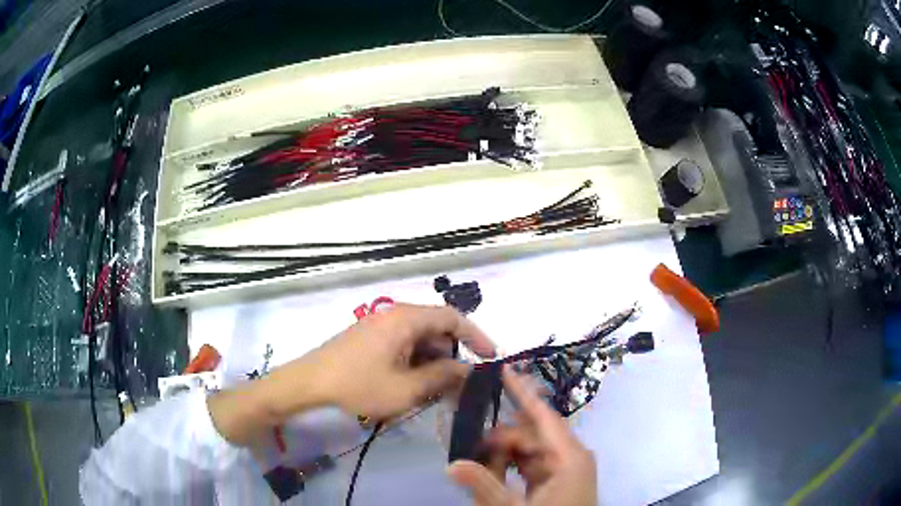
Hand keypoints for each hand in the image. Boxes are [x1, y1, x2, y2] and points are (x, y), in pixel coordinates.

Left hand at [303, 302, 495, 419]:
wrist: (309, 383)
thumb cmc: (359, 385)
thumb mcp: (406, 389)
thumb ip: (442, 377)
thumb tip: (467, 370)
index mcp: (406, 319)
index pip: (453, 318)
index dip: (476, 336)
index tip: (491, 357)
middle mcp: (395, 315)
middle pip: (436, 330)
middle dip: (452, 357)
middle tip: (461, 386)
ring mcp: (380, 326)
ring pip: (419, 340)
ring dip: (433, 363)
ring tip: (436, 392)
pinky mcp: (370, 338)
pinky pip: (403, 345)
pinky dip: (415, 362)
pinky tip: (414, 385)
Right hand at [447, 367, 596, 505]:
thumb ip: (484, 486)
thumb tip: (451, 464)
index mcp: (570, 456)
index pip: (544, 415)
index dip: (522, 391)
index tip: (503, 368)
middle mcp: (570, 457)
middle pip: (530, 435)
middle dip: (499, 440)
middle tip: (469, 449)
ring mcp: (564, 470)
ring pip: (527, 452)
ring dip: (502, 458)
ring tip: (479, 469)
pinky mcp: (557, 482)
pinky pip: (530, 467)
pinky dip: (510, 469)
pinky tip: (492, 476)